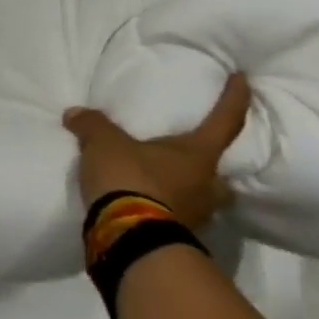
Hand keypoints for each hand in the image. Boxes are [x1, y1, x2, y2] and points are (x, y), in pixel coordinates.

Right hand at [63, 73, 251, 230]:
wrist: (129, 239)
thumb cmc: (130, 179)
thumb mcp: (104, 143)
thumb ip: (93, 125)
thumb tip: (75, 113)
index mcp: (198, 156)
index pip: (224, 121)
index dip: (235, 98)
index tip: (243, 79)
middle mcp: (206, 186)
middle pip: (222, 175)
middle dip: (212, 169)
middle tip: (196, 160)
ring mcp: (196, 217)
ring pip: (203, 201)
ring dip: (190, 193)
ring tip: (167, 185)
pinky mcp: (178, 239)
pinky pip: (178, 219)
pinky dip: (167, 211)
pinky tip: (148, 206)